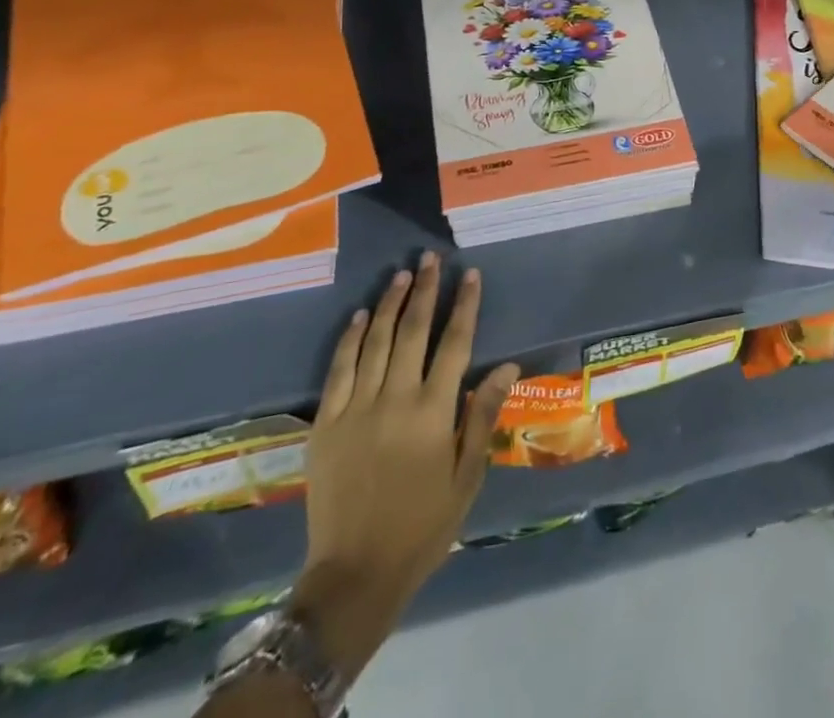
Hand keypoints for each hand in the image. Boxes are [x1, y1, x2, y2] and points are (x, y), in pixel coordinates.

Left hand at [291, 253, 519, 678]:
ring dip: (388, 304)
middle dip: (423, 290)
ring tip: (400, 274)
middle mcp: (395, 399)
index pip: (454, 343)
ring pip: (374, 342)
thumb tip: (507, 366)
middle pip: (411, 331)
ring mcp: (356, 408)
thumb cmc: (422, 526)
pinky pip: (338, 370)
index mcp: (433, 412)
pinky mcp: (325, 423)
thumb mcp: (466, 476)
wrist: (354, 574)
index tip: (470, 274)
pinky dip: (349, 339)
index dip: (463, 305)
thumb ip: (483, 416)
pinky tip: (358, 315)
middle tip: (429, 258)